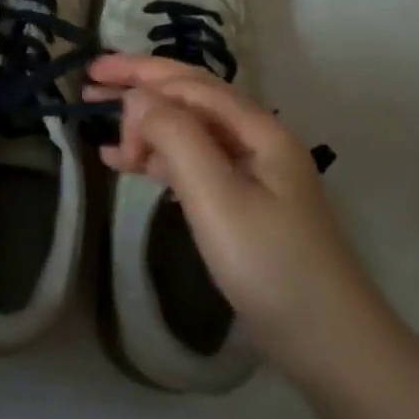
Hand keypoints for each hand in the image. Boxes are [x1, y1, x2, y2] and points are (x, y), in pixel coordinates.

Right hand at [88, 55, 391, 380]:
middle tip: (90, 81)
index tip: (91, 82)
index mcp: (257, 129)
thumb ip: (176, 137)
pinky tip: (129, 165)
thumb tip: (139, 98)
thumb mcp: (218, 196)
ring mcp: (251, 173)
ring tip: (100, 128)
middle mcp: (256, 141)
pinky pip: (193, 163)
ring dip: (145, 122)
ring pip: (189, 130)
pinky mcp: (243, 204)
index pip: (190, 84)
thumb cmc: (271, 265)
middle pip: (190, 97)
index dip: (139, 75)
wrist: (328, 342)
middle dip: (141, 84)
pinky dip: (158, 158)